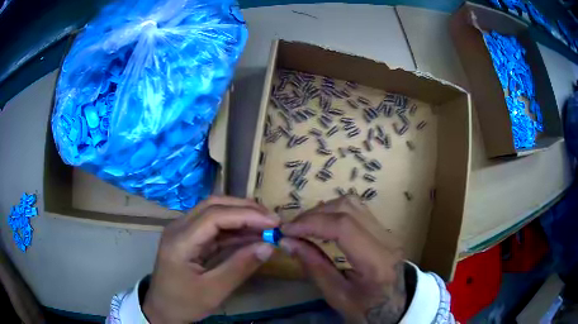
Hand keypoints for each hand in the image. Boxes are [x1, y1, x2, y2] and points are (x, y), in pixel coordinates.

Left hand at [143, 196, 279, 322]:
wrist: (162, 310)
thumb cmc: (184, 303)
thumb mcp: (214, 291)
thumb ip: (240, 267)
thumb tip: (268, 246)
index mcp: (180, 241)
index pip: (215, 216)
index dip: (246, 215)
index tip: (273, 223)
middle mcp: (179, 227)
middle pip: (213, 205)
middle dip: (245, 209)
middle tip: (272, 220)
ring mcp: (182, 231)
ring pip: (214, 212)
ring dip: (240, 216)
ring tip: (266, 226)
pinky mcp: (188, 238)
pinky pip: (213, 227)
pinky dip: (233, 229)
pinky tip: (251, 235)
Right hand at [281, 196, 406, 323]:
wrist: (395, 305)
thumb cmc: (366, 308)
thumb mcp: (336, 295)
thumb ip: (314, 266)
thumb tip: (287, 242)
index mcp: (376, 262)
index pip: (344, 227)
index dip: (311, 223)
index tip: (286, 230)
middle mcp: (386, 239)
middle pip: (347, 208)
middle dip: (314, 214)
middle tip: (292, 229)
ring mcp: (387, 231)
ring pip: (352, 203)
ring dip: (323, 210)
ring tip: (305, 226)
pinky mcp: (383, 229)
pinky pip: (356, 210)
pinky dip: (334, 212)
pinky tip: (322, 225)